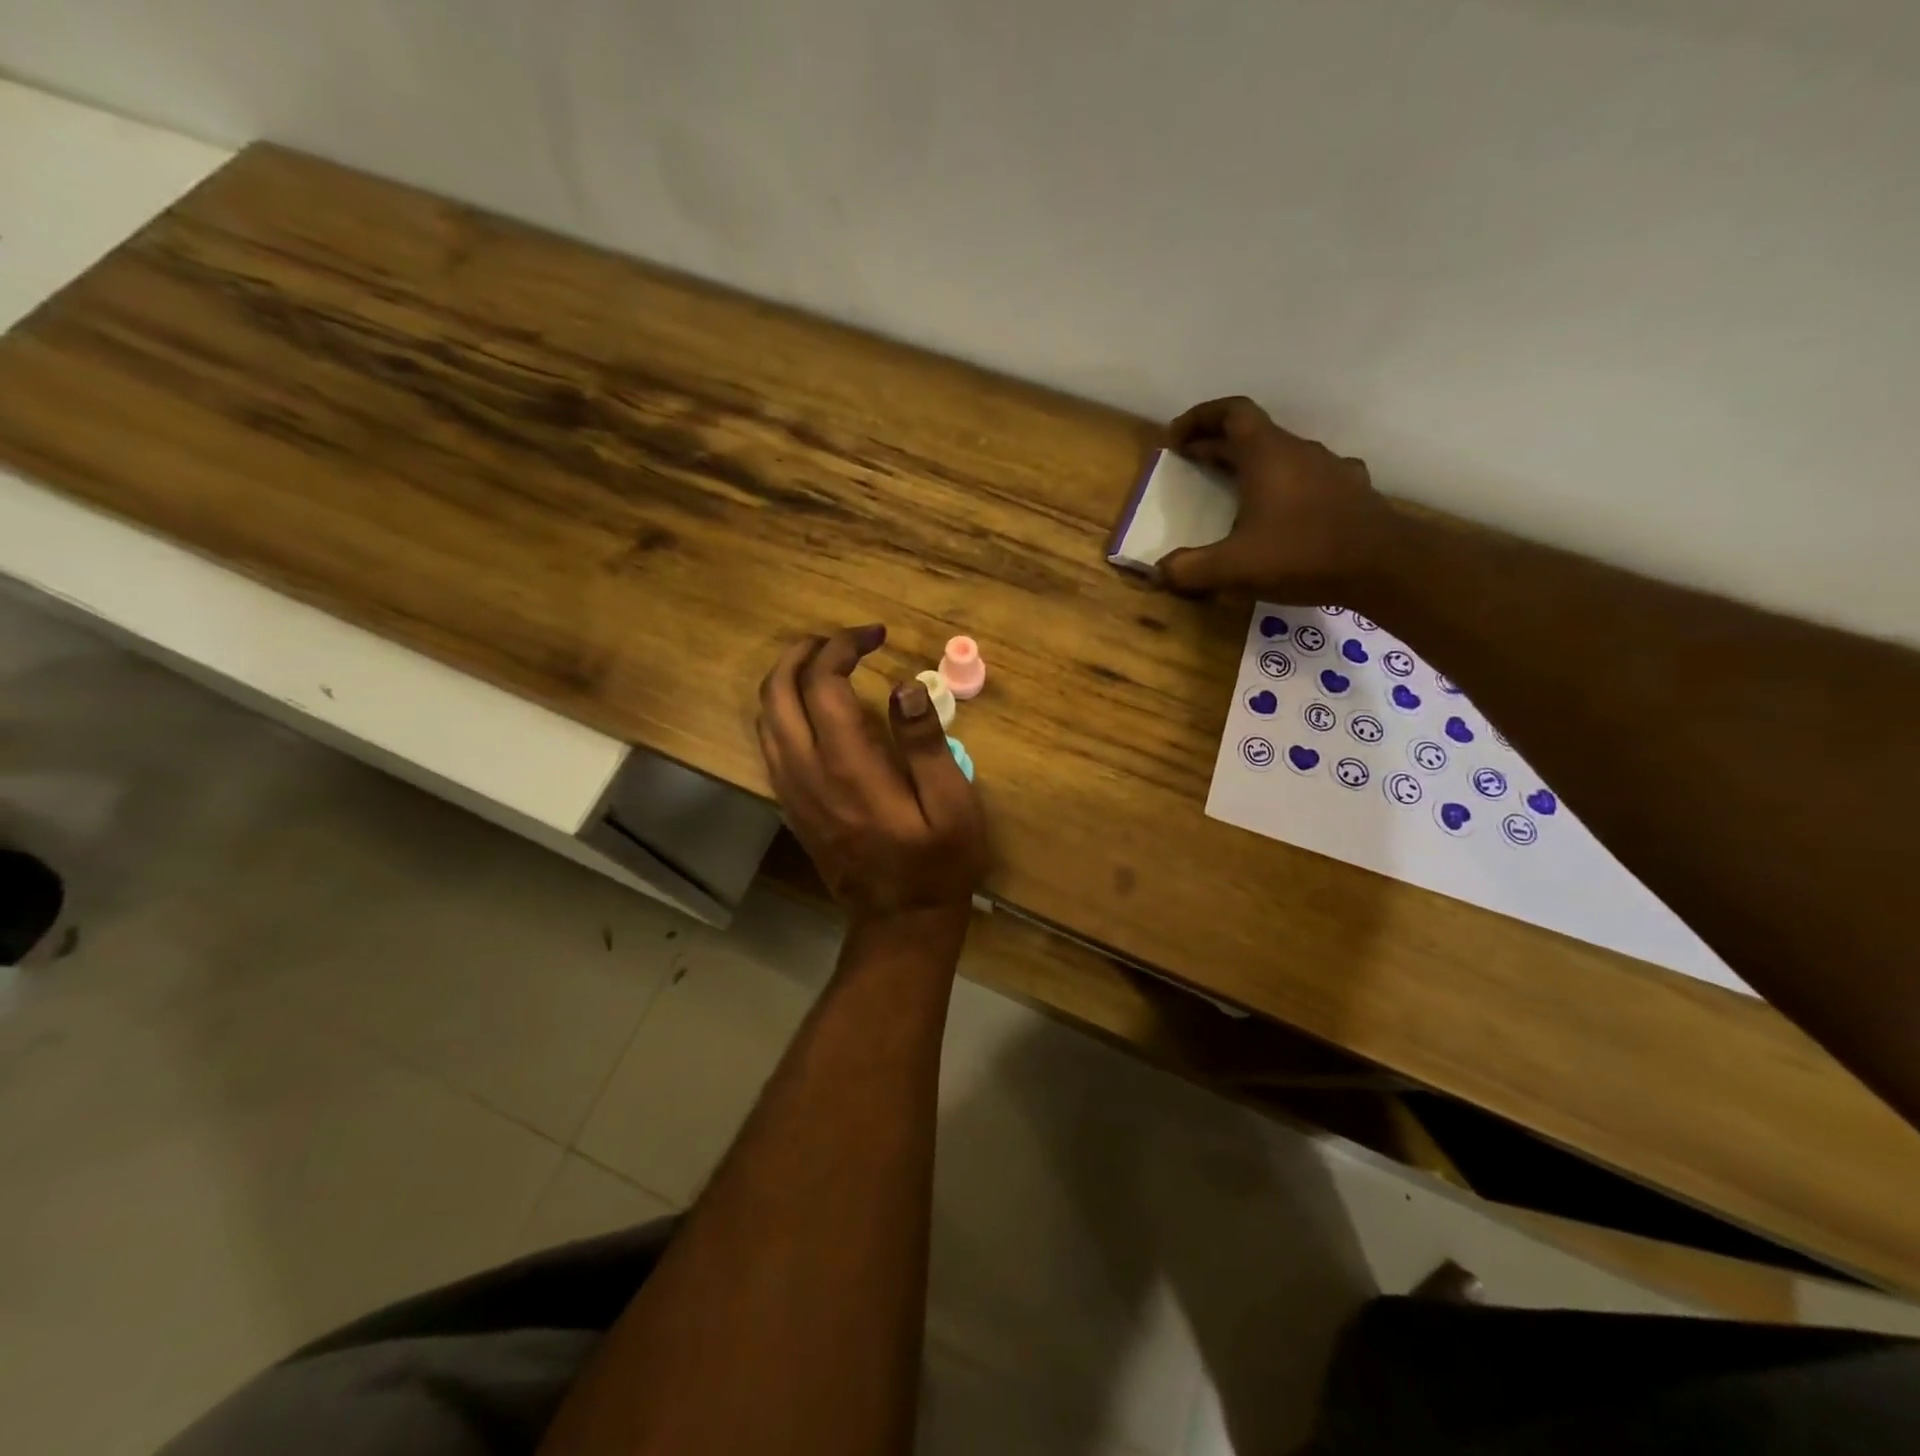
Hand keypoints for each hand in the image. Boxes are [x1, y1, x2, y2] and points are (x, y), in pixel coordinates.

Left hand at [757, 625, 988, 926]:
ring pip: (765, 718)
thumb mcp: (952, 805)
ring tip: (824, 664)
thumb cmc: (938, 864)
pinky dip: (782, 712)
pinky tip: (811, 710)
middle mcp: (807, 772)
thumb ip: (926, 744)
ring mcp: (791, 791)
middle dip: (803, 653)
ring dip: (787, 679)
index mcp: (848, 766)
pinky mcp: (790, 806)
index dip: (842, 647)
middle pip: (778, 692)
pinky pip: (769, 745)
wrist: (900, 922)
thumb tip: (905, 686)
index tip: (875, 636)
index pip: (823, 683)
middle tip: (841, 642)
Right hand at [1157, 397, 1397, 600]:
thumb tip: (1159, 572)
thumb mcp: (1233, 568)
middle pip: (1253, 434)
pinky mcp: (1350, 491)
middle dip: (1217, 445)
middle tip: (1191, 463)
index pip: (1232, 413)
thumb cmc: (1301, 554)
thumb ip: (1189, 569)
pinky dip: (1285, 486)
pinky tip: (1283, 513)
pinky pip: (1308, 478)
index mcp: (1267, 455)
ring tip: (1234, 490)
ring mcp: (1330, 468)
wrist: (1383, 566)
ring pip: (1282, 455)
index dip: (1200, 417)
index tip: (1176, 437)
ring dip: (1252, 465)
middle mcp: (1299, 451)